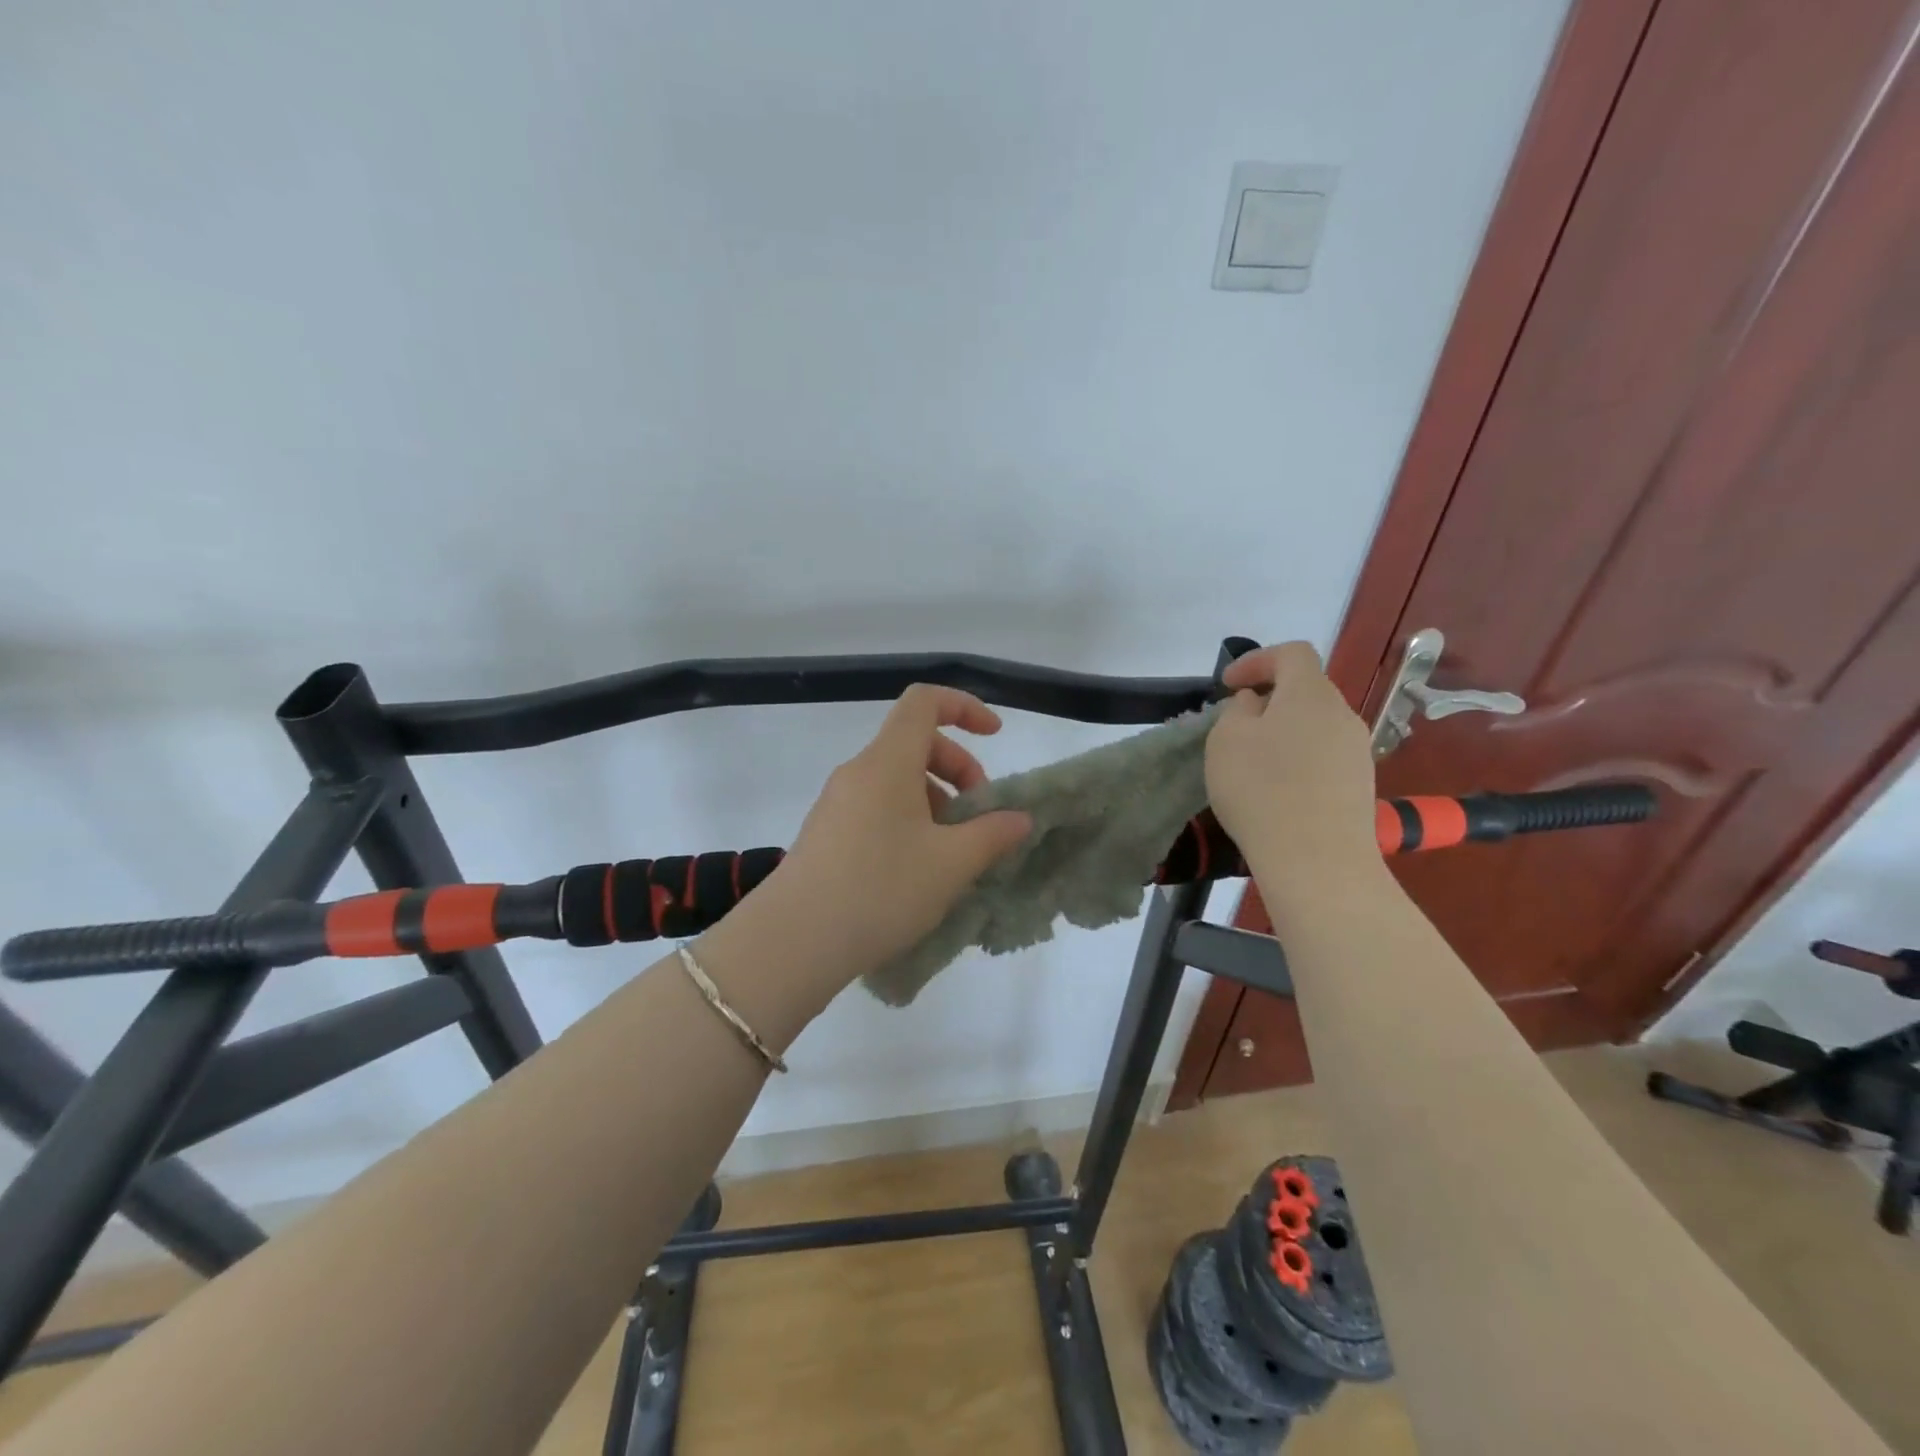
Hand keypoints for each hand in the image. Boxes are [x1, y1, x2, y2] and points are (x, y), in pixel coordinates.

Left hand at [750, 685, 1032, 988]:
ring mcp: (836, 803)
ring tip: (952, 852)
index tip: (996, 735)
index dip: (965, 707)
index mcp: (887, 761)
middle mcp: (858, 771)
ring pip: (896, 779)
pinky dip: (908, 820)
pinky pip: (877, 807)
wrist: (793, 942)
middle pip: (915, 743)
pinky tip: (918, 870)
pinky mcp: (826, 833)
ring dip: (935, 800)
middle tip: (979, 816)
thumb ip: (992, 834)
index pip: (925, 701)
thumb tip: (1019, 818)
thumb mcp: (951, 864)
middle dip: (958, 768)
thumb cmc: (880, 890)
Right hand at [1205, 643, 1379, 909]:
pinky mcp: (1360, 786)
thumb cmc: (1261, 789)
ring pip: (1315, 725)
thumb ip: (1238, 711)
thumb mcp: (1226, 740)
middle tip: (1236, 724)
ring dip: (1284, 732)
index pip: (1292, 653)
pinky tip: (1277, 790)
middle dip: (1269, 699)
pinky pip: (1324, 757)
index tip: (1227, 686)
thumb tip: (1256, 705)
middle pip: (1306, 690)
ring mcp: (1357, 752)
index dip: (1257, 660)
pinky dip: (1298, 760)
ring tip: (1253, 761)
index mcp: (1311, 693)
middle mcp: (1342, 715)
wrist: (1317, 861)